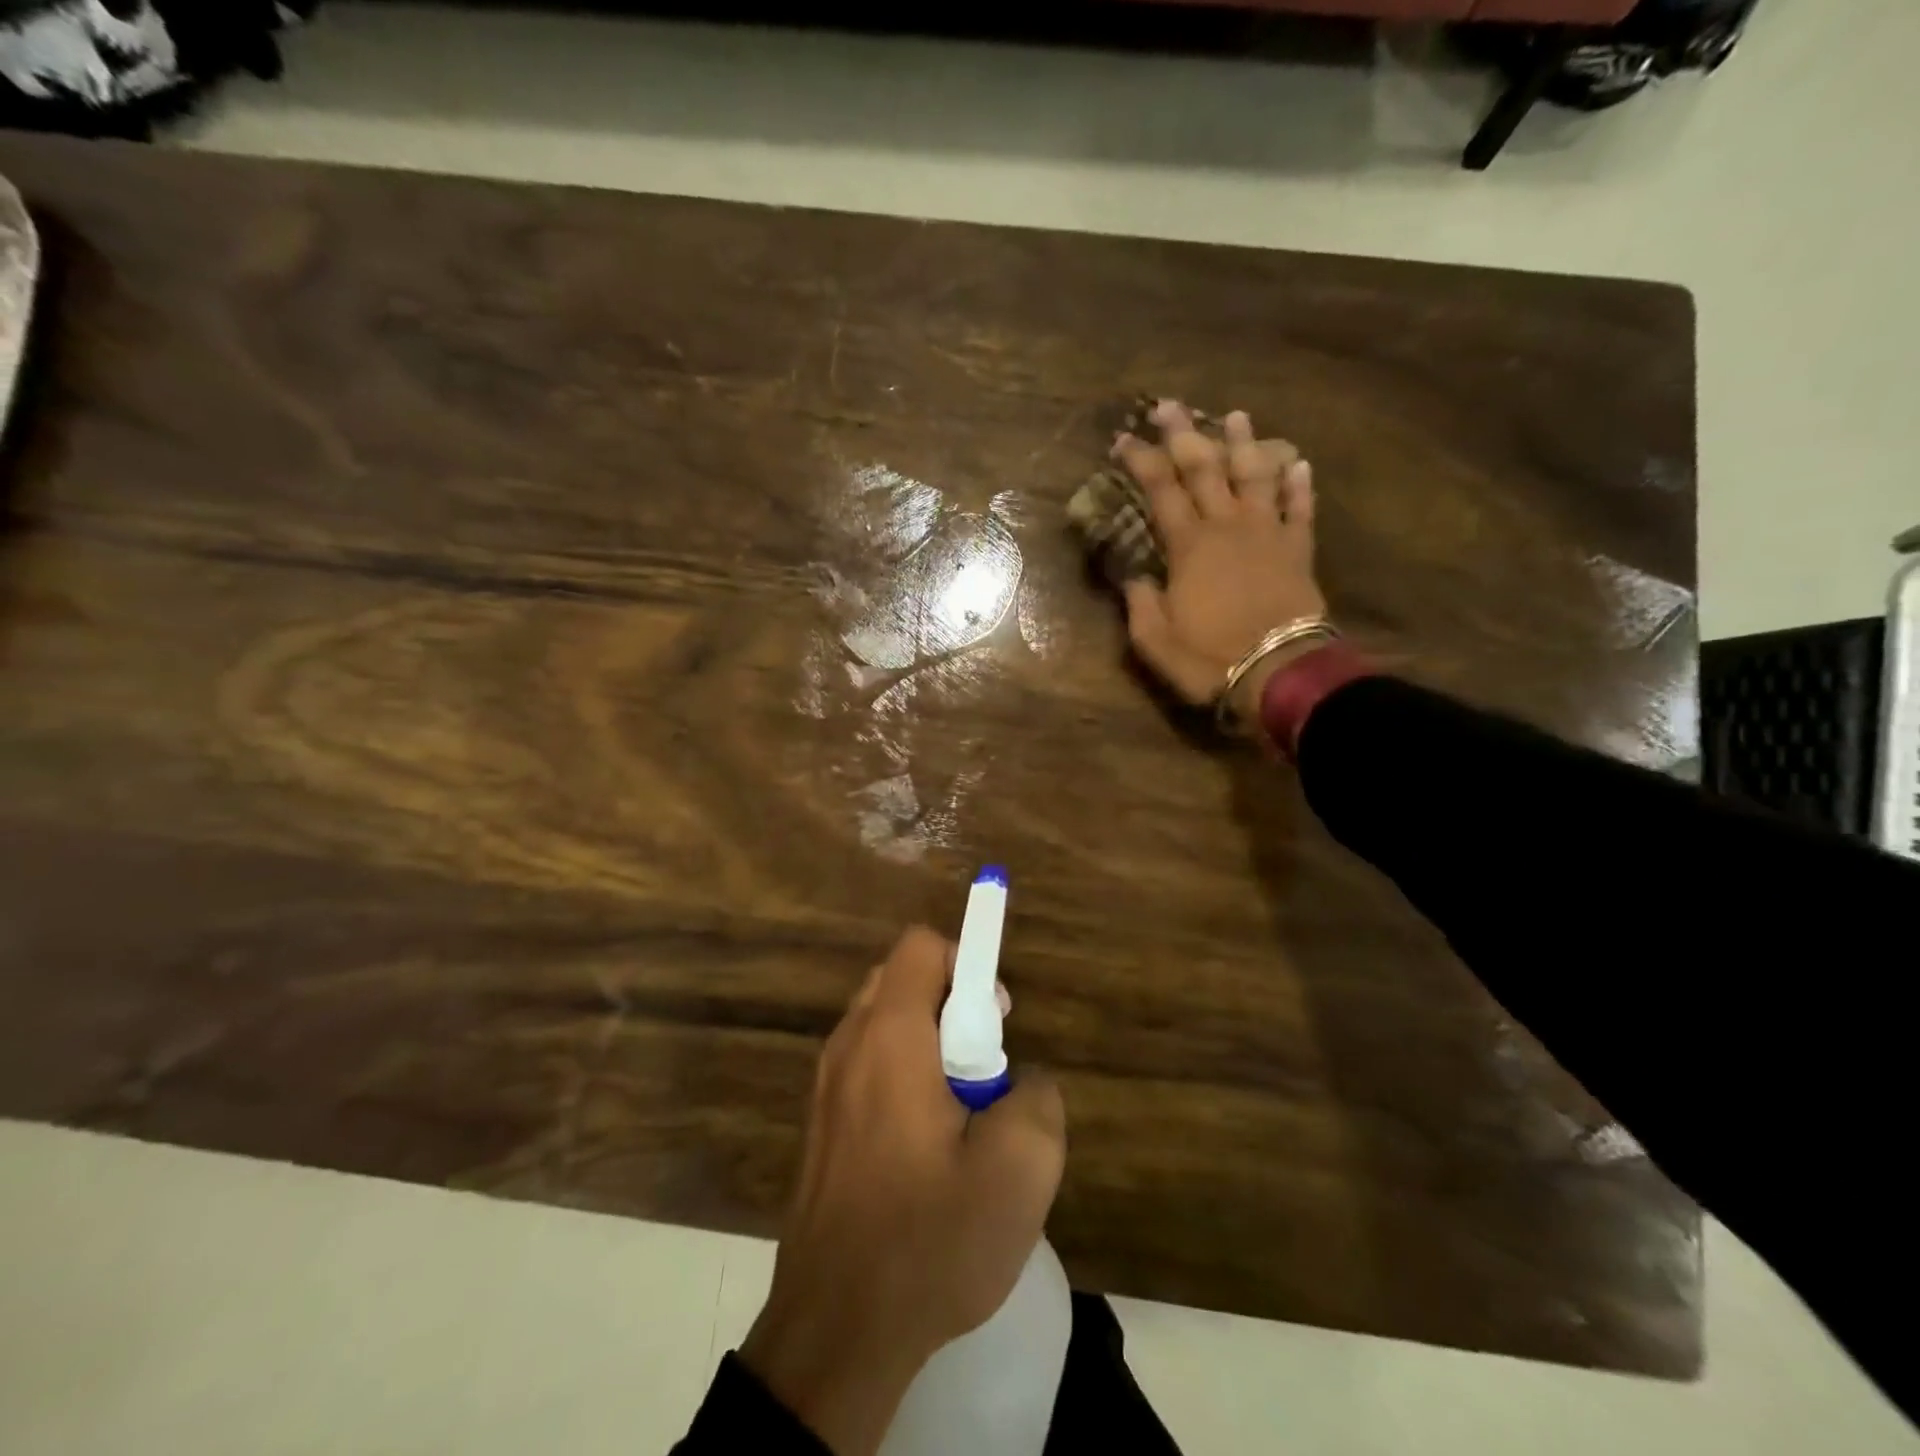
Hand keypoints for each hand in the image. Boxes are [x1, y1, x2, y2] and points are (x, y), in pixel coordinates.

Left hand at [740, 926, 1066, 1455]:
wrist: (834, 1332)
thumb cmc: (927, 1240)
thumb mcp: (1019, 1170)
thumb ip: (1038, 1098)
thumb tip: (1022, 1081)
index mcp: (889, 1035)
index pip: (921, 946)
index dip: (967, 962)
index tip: (995, 1022)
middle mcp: (848, 1045)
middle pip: (900, 979)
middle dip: (951, 1004)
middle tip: (983, 1068)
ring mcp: (826, 1086)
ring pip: (883, 1024)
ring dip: (928, 1044)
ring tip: (960, 1114)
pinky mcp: (820, 1124)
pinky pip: (868, 1066)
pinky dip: (902, 1076)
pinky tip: (926, 1148)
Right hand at [1114, 400, 1325, 727]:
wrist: (1279, 673)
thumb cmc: (1209, 658)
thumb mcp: (1154, 640)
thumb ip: (1139, 601)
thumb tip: (1133, 574)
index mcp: (1188, 546)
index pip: (1159, 490)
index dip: (1140, 460)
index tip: (1124, 438)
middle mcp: (1227, 527)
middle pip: (1204, 469)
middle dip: (1184, 434)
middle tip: (1170, 405)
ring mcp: (1267, 534)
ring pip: (1254, 476)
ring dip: (1243, 444)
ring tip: (1235, 415)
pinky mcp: (1298, 551)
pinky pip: (1299, 509)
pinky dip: (1298, 484)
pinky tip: (1299, 463)